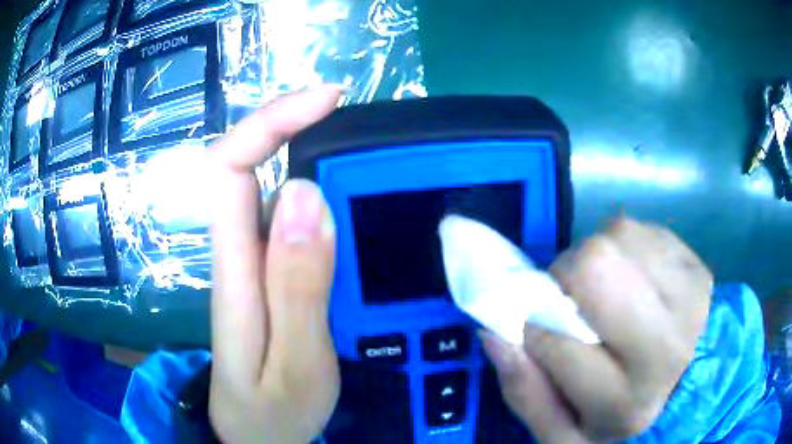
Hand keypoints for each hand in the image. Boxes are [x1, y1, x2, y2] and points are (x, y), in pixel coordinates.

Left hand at [207, 86, 342, 443]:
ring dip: (313, 155)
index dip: (270, 121)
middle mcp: (238, 250)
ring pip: (273, 186)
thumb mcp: (295, 362)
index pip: (230, 167)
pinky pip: (291, 217)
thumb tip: (307, 194)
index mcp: (235, 268)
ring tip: (364, 153)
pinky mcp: (269, 274)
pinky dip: (321, 193)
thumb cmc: (271, 410)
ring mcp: (252, 261)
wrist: (255, 434)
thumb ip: (298, 285)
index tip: (328, 100)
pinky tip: (352, 201)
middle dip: (296, 126)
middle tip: (356, 122)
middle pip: (250, 163)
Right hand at [480, 217, 711, 442]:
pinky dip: (624, 247)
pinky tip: (633, 279)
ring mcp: (691, 295)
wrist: (688, 387)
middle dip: (567, 277)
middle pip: (596, 267)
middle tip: (573, 301)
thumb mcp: (564, 433)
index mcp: (628, 402)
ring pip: (618, 236)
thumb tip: (492, 333)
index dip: (536, 334)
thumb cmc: (621, 415)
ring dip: (597, 258)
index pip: (558, 343)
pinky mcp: (696, 263)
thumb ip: (524, 393)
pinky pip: (642, 230)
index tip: (542, 337)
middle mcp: (668, 345)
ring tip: (608, 292)